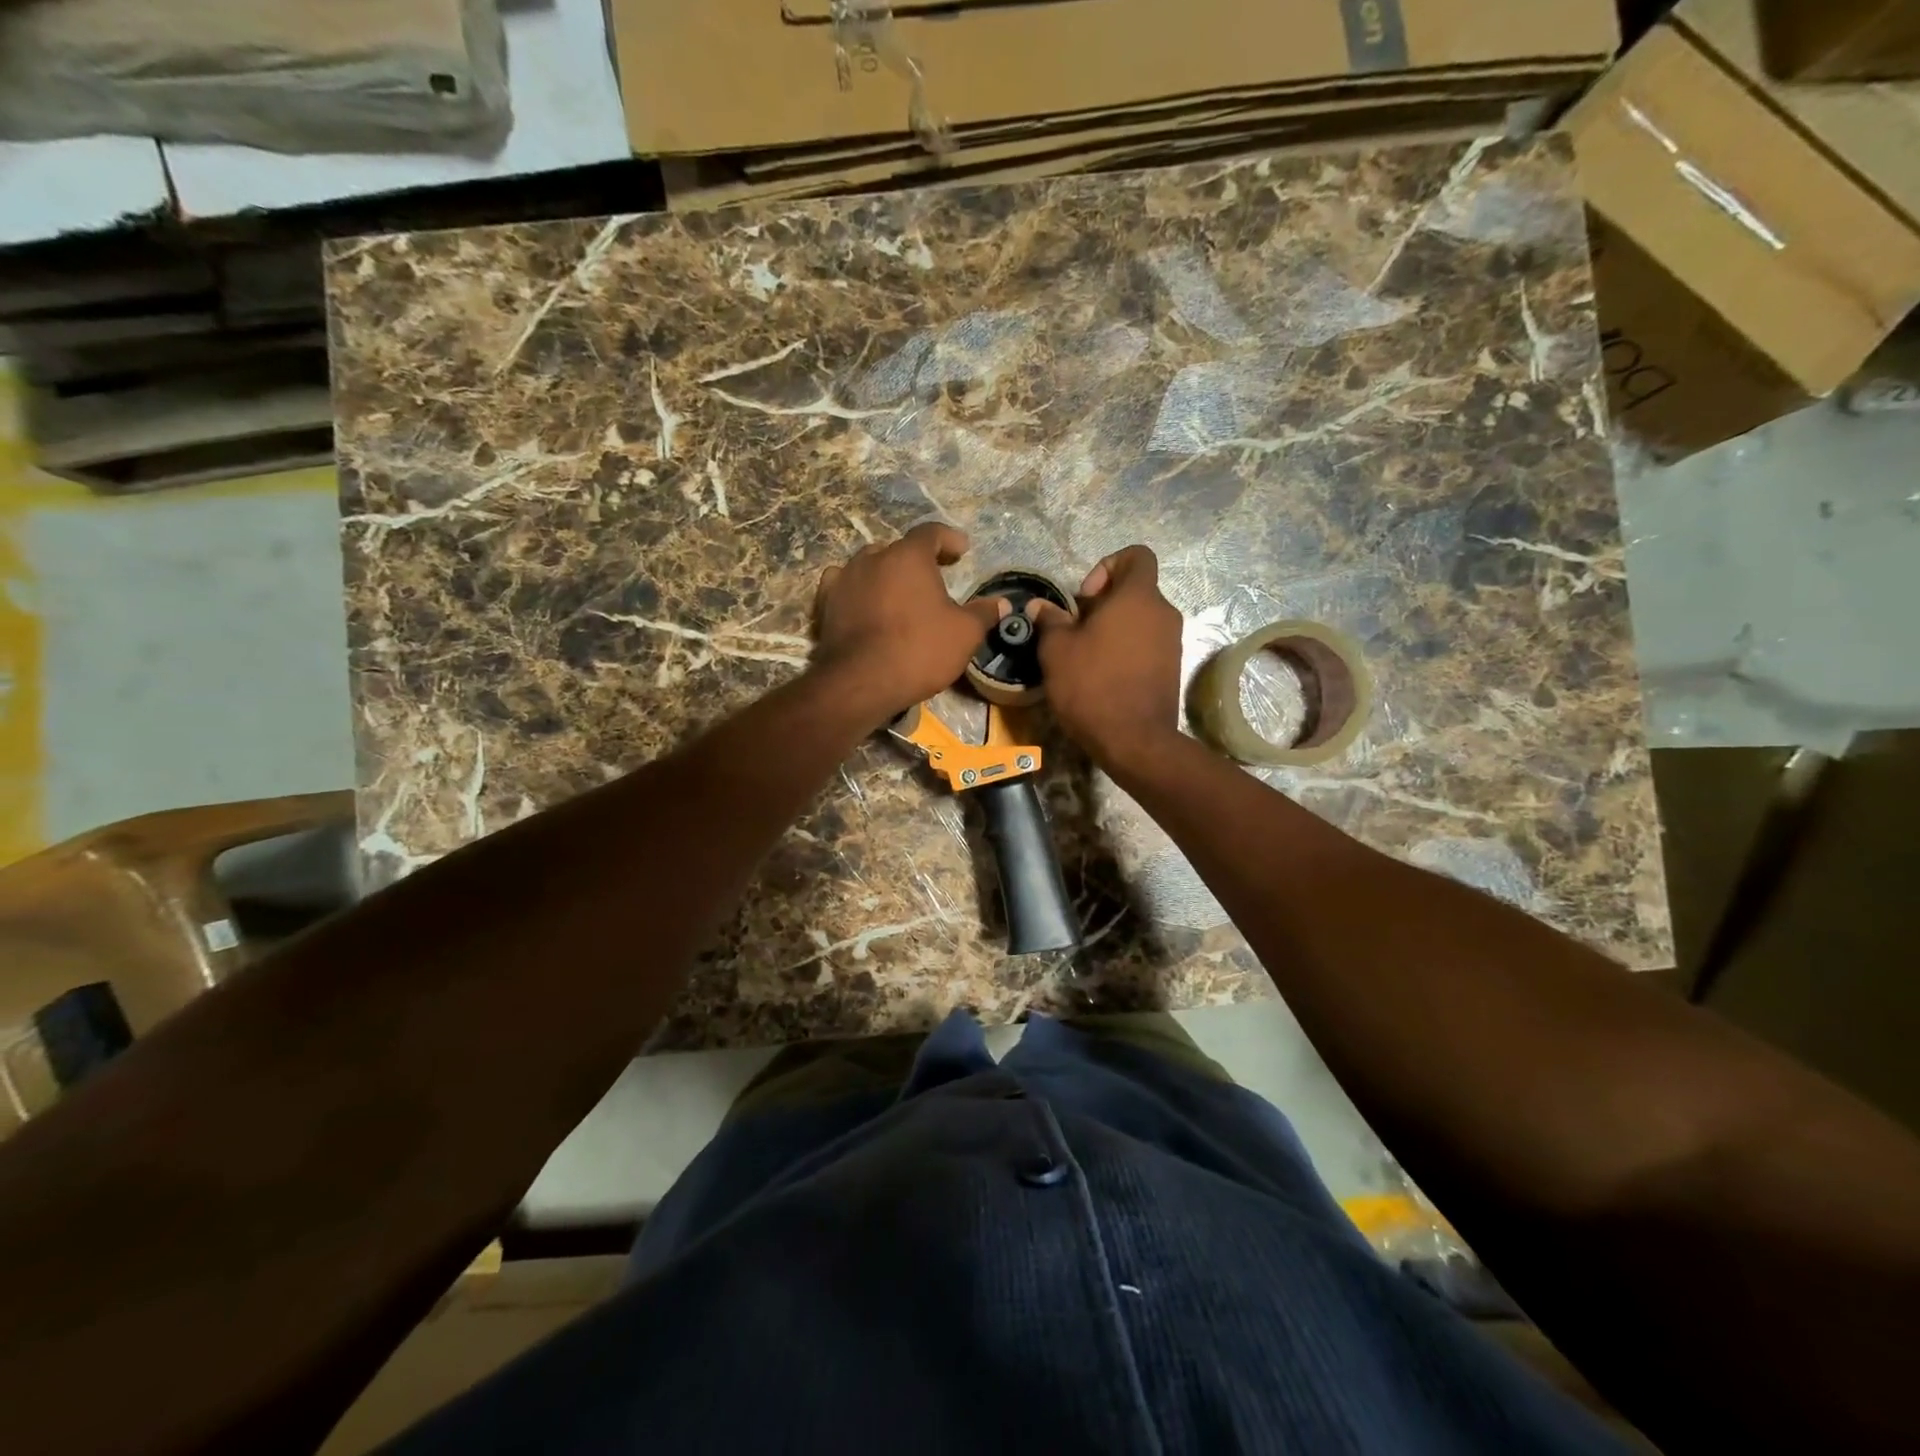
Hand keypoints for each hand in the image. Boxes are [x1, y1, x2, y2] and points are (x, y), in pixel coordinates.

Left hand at [811, 522, 1004, 725]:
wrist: (861, 682)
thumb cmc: (919, 650)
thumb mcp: (964, 634)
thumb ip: (983, 613)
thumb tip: (1002, 603)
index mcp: (909, 556)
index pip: (931, 533)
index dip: (949, 539)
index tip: (962, 550)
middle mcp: (873, 558)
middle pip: (898, 549)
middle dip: (916, 559)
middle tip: (933, 575)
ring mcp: (845, 579)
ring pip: (869, 565)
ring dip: (886, 573)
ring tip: (899, 591)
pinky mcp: (826, 604)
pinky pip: (844, 586)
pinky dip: (858, 590)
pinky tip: (864, 602)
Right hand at [1030, 546, 1184, 770]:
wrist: (1134, 741)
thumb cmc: (1092, 686)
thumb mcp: (1057, 651)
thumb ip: (1050, 621)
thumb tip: (1040, 607)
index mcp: (1138, 596)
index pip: (1136, 555)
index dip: (1107, 566)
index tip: (1084, 598)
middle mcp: (1163, 612)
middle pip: (1134, 590)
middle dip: (1103, 604)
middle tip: (1076, 631)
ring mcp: (1172, 641)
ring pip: (1140, 619)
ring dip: (1113, 629)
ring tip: (1086, 657)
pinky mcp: (1172, 668)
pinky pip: (1146, 644)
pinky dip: (1126, 650)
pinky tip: (1103, 676)